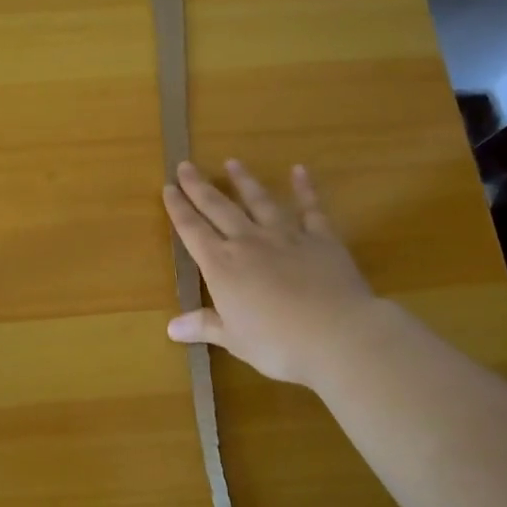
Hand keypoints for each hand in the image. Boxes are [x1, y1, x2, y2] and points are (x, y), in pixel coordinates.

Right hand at [161, 160, 374, 391]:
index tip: (168, 187)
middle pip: (218, 208)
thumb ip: (204, 326)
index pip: (192, 231)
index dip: (178, 209)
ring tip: (232, 162)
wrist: (338, 335)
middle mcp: (249, 242)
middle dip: (199, 187)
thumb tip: (171, 328)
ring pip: (260, 201)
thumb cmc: (278, 344)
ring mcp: (286, 236)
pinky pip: (310, 208)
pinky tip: (299, 170)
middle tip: (185, 165)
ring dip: (244, 181)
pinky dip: (305, 188)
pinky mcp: (321, 238)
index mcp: (222, 266)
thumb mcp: (235, 339)